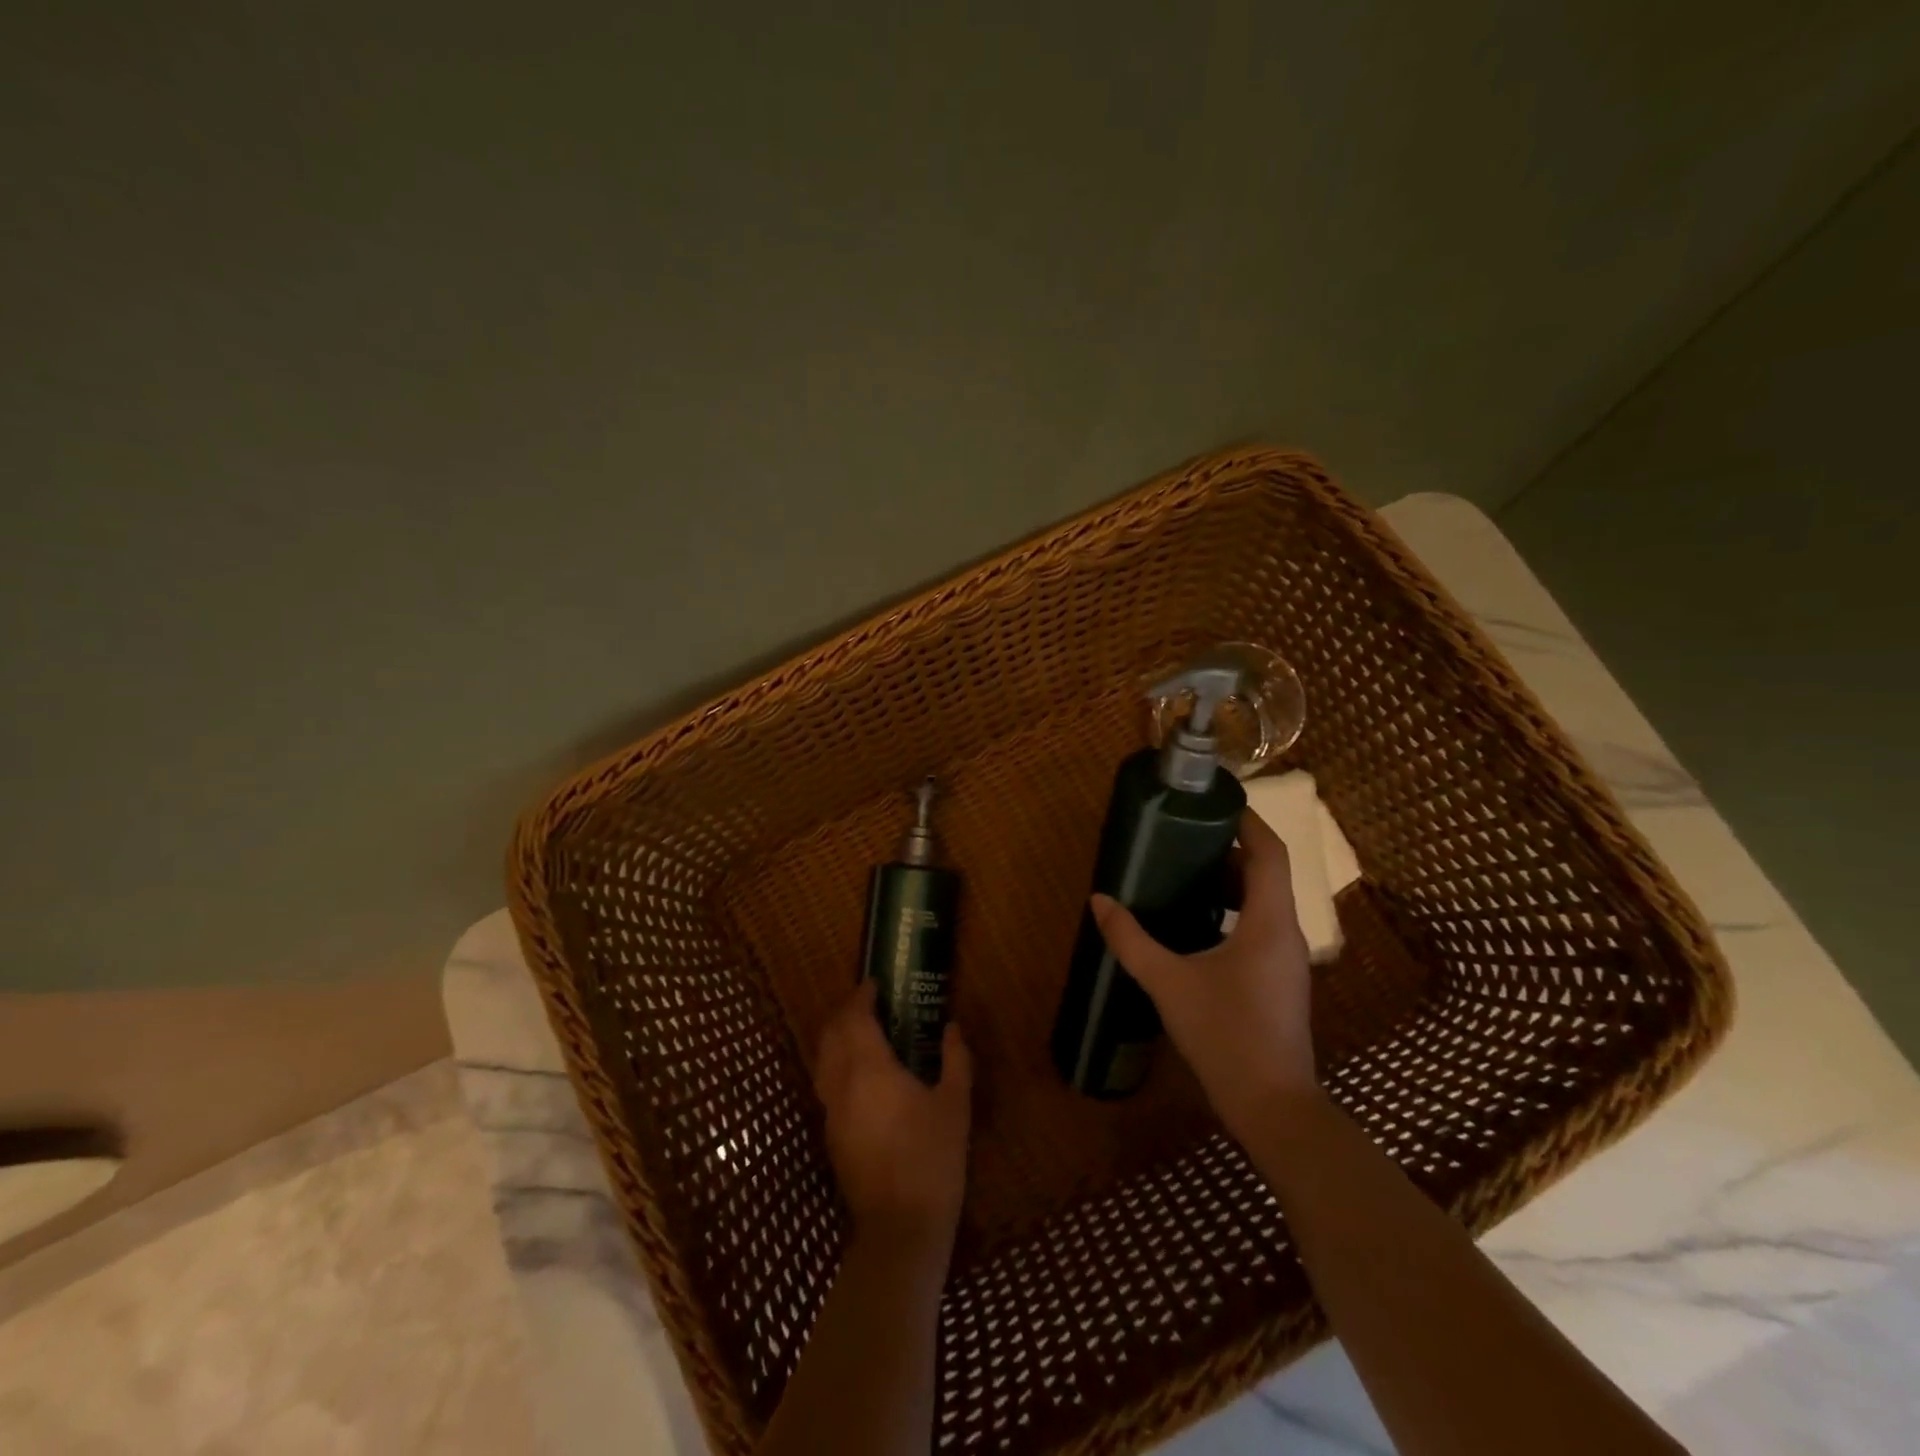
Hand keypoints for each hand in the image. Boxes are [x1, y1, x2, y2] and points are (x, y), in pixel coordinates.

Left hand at [815, 981, 972, 1263]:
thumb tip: (952, 1027)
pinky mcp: (830, 1135)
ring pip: (822, 1059)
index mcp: (870, 1068)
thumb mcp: (955, 1104)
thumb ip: (954, 1058)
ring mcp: (831, 1111)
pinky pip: (826, 1084)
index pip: (854, 1018)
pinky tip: (860, 1073)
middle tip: (868, 1003)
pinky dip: (836, 1064)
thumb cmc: (933, 1158)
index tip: (874, 985)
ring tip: (862, 1032)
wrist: (901, 1228)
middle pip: (830, 1034)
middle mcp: (841, 1083)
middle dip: (845, 1012)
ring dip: (836, 1037)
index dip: (861, 996)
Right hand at [1090, 806, 1318, 1143]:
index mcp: (1269, 922)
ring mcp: (1287, 960)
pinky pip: (1261, 928)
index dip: (1249, 822)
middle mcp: (1286, 933)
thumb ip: (1131, 940)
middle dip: (1232, 850)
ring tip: (1188, 873)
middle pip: (1268, 874)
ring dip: (1232, 883)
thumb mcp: (1168, 983)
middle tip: (1188, 836)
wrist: (1272, 1106)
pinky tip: (1199, 925)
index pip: (1270, 853)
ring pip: (1265, 903)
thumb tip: (1099, 901)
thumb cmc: (1225, 1034)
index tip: (1217, 803)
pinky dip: (1234, 912)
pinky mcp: (1280, 981)